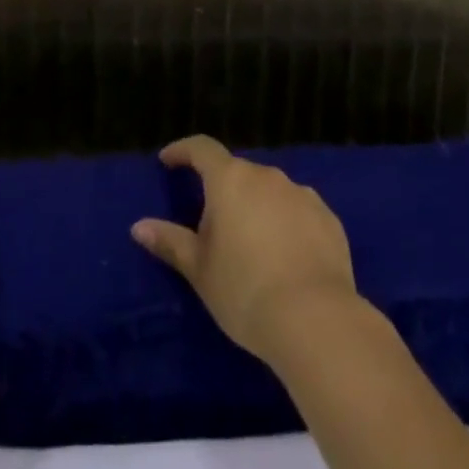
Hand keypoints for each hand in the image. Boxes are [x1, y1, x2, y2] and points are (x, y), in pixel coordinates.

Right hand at [130, 135, 358, 364]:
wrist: (314, 318)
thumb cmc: (244, 291)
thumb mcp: (200, 270)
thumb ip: (171, 242)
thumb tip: (139, 226)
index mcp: (231, 180)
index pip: (202, 149)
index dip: (183, 151)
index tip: (168, 160)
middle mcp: (267, 176)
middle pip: (238, 174)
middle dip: (223, 192)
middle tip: (212, 227)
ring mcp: (302, 194)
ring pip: (270, 192)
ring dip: (257, 208)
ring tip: (252, 247)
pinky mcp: (328, 217)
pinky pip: (298, 212)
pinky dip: (287, 225)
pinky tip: (287, 258)